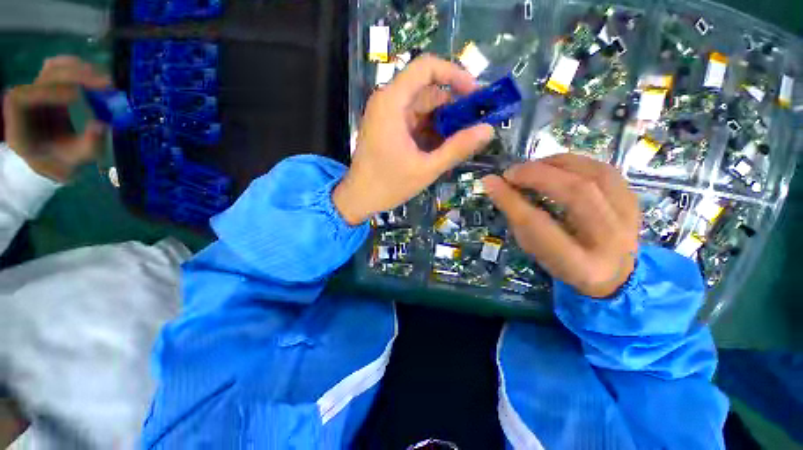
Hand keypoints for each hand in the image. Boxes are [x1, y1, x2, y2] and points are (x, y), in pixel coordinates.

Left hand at [2, 56, 110, 181]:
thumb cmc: (59, 164)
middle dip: (74, 76)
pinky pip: (59, 68)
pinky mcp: (49, 87)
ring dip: (80, 70)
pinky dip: (78, 68)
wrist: (52, 160)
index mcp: (18, 126)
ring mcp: (36, 91)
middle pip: (43, 77)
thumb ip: (86, 148)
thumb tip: (103, 126)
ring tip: (106, 82)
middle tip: (106, 84)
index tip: (77, 97)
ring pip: (53, 68)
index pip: (22, 98)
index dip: (47, 93)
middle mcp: (24, 102)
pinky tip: (95, 76)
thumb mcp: (72, 164)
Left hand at [333, 54, 494, 224]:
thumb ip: (457, 149)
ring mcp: (388, 115)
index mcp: (392, 103)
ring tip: (462, 142)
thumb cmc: (388, 185)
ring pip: (423, 108)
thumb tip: (488, 130)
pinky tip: (443, 148)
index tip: (475, 95)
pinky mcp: (389, 128)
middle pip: (428, 90)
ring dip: (444, 123)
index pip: (427, 67)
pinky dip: (431, 131)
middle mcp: (388, 102)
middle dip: (454, 106)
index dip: (455, 75)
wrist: (359, 198)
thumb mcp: (426, 169)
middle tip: (475, 126)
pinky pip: (416, 122)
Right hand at [483, 154, 640, 297]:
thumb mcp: (534, 250)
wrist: (614, 273)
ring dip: (556, 164)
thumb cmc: (563, 263)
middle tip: (512, 172)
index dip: (511, 200)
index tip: (491, 182)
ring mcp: (630, 219)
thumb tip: (495, 184)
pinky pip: (605, 170)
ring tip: (531, 167)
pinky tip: (554, 166)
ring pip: (595, 175)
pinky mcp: (634, 201)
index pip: (539, 225)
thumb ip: (517, 218)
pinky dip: (575, 162)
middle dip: (538, 175)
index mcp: (579, 264)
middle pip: (577, 193)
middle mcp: (611, 241)